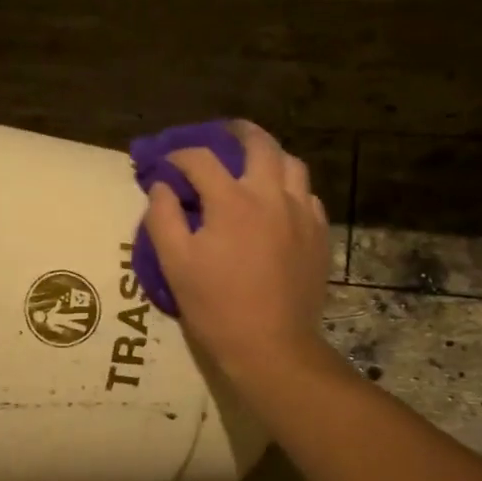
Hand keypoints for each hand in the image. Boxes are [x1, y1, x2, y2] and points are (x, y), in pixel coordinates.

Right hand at [143, 121, 330, 384]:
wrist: (272, 347)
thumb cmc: (216, 307)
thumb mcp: (174, 264)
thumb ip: (163, 217)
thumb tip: (162, 187)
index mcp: (233, 202)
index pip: (201, 159)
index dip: (178, 155)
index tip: (166, 163)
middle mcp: (272, 197)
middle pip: (260, 144)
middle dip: (237, 133)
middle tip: (222, 133)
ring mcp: (302, 214)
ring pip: (292, 165)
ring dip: (269, 156)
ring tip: (253, 163)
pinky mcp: (319, 235)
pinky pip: (307, 195)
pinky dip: (289, 187)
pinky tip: (277, 202)